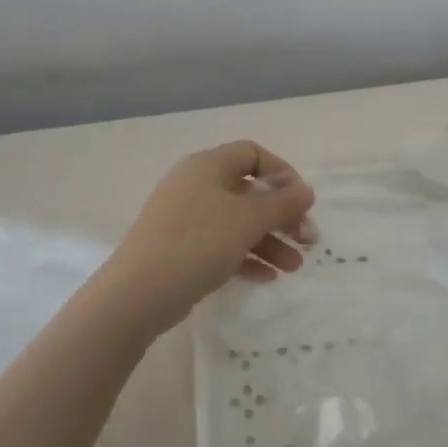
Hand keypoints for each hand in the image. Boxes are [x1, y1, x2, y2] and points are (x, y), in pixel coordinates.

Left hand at [97, 141, 316, 333]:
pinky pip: (221, 246)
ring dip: (269, 242)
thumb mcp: (247, 220)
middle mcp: (195, 186)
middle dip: (282, 216)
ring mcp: (186, 219)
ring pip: (237, 223)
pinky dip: (246, 257)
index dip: (282, 173)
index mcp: (207, 166)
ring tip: (295, 267)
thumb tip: (305, 190)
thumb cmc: (197, 243)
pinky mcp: (181, 250)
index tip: (302, 201)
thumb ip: (282, 203)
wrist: (139, 292)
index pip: (252, 154)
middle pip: (248, 192)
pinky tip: (268, 277)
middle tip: (308, 241)